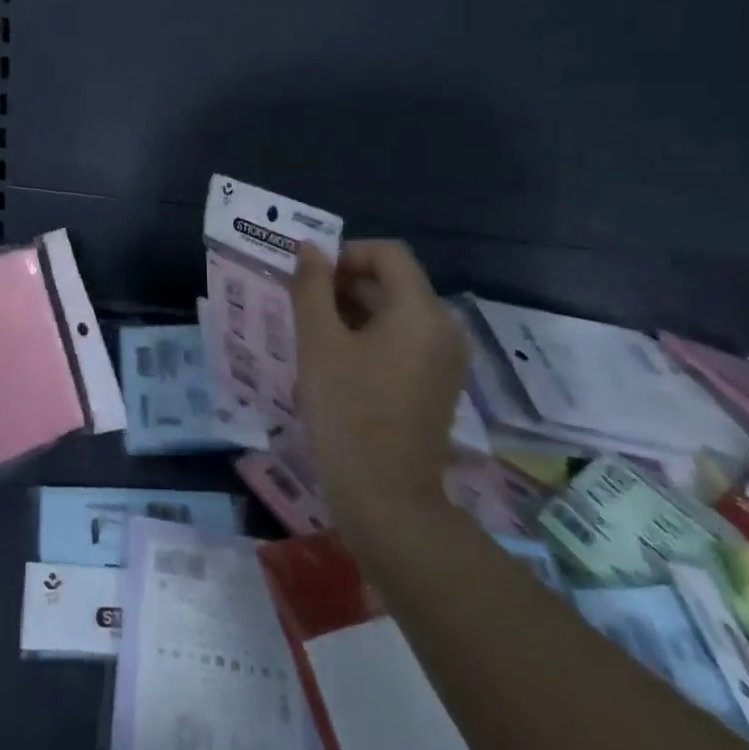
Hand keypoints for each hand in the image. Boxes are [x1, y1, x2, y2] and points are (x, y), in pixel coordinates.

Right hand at [291, 240, 469, 537]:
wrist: (387, 501)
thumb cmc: (348, 412)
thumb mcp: (318, 342)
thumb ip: (312, 287)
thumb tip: (310, 249)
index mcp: (421, 311)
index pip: (387, 253)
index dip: (346, 254)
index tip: (311, 279)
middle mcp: (444, 327)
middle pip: (393, 281)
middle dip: (345, 284)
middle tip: (303, 307)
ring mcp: (445, 358)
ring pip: (395, 311)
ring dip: (353, 310)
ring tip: (314, 335)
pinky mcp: (438, 383)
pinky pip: (404, 339)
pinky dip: (371, 336)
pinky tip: (337, 361)